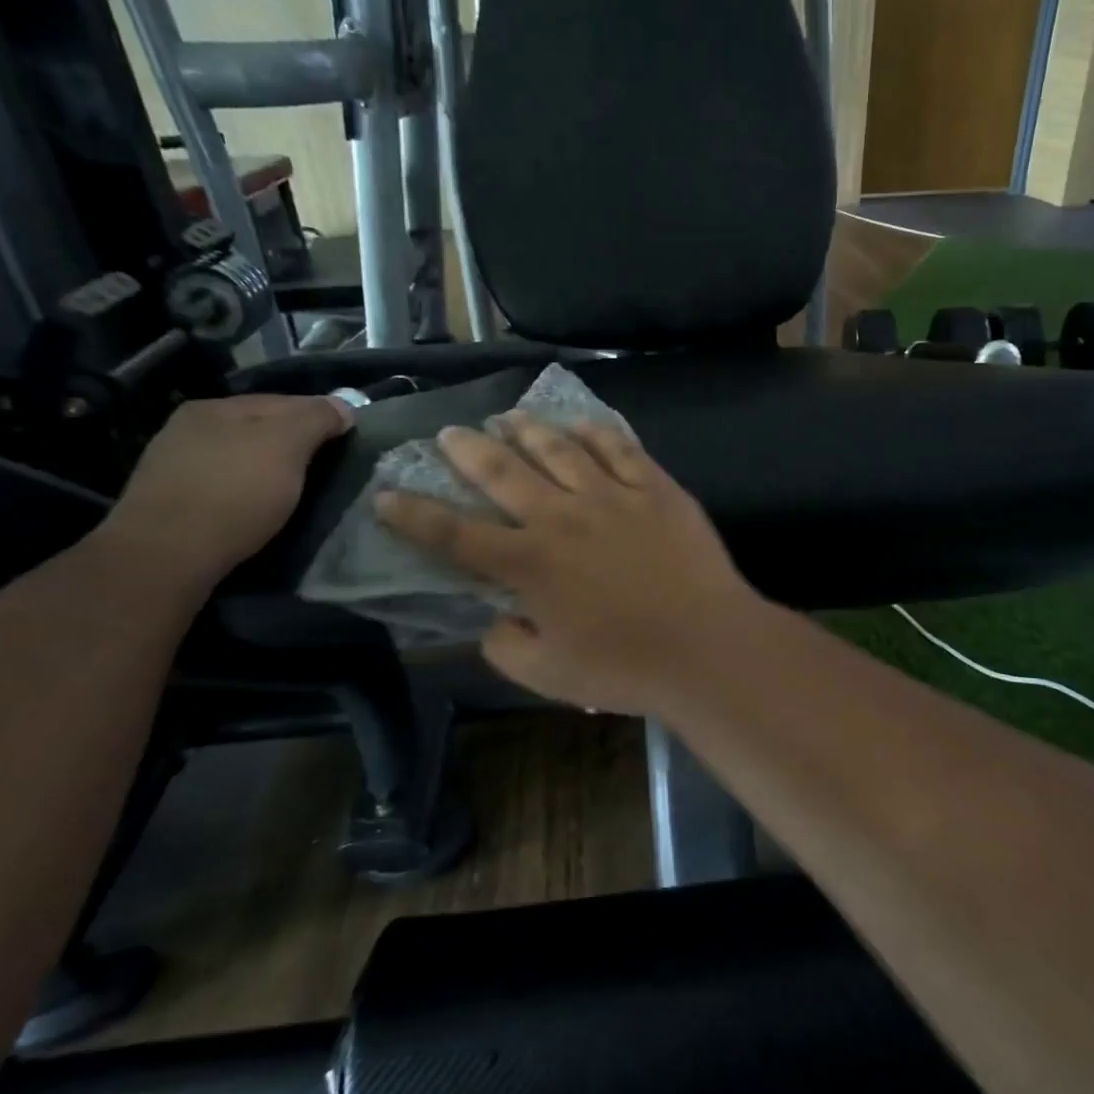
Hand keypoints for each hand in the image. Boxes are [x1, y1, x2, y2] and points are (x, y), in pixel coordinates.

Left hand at [98, 395, 351, 589]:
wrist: (166, 556)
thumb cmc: (234, 493)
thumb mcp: (286, 446)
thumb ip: (316, 419)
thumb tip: (343, 407)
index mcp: (215, 407)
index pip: (284, 401)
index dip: (321, 416)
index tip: (351, 439)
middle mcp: (190, 429)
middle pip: (259, 429)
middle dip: (294, 444)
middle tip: (328, 467)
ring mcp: (176, 466)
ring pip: (241, 458)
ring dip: (270, 470)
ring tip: (297, 492)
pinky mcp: (171, 504)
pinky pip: (224, 486)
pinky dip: (247, 493)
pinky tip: (259, 509)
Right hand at [375, 414, 765, 716]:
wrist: (706, 645)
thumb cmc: (624, 666)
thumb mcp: (547, 675)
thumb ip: (506, 644)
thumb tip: (494, 616)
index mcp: (529, 564)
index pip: (455, 533)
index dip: (414, 514)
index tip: (387, 495)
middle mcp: (562, 516)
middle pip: (502, 472)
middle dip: (467, 451)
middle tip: (449, 434)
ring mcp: (612, 495)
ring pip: (559, 448)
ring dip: (527, 430)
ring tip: (508, 418)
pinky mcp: (656, 488)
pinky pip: (619, 448)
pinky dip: (595, 432)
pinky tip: (580, 424)